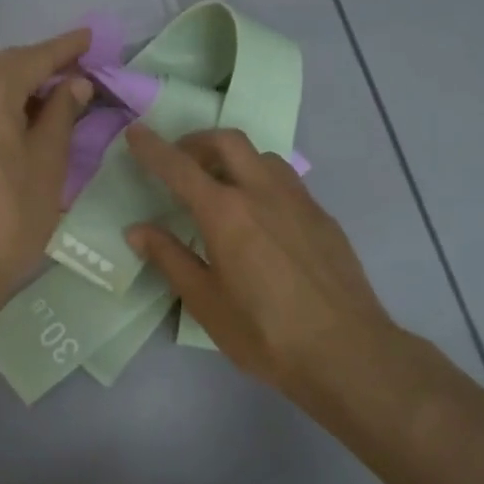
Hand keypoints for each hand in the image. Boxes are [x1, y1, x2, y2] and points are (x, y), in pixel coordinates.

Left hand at [0, 29, 93, 339]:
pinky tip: (9, 122)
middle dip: (40, 66)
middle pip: (4, 66)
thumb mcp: (48, 164)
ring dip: (14, 86)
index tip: (89, 39)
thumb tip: (74, 85)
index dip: (65, 48)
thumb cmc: (9, 218)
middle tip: (74, 73)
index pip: (34, 57)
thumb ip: (61, 115)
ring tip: (46, 99)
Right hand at [124, 125, 417, 391]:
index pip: (179, 167)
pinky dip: (261, 180)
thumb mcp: (206, 303)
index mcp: (225, 213)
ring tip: (221, 188)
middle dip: (197, 141)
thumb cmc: (265, 333)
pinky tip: (261, 217)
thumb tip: (137, 231)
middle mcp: (262, 192)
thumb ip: (170, 258)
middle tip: (181, 164)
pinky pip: (286, 180)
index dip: (153, 147)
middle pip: (227, 140)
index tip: (136, 132)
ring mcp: (298, 200)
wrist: (347, 352)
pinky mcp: (322, 216)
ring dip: (233, 158)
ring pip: (261, 156)